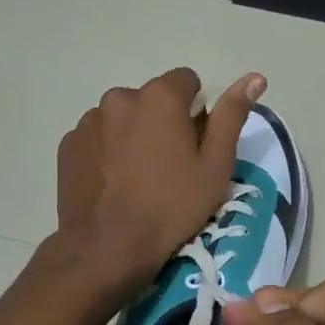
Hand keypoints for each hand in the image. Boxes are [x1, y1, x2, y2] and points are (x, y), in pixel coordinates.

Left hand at [54, 67, 264, 298]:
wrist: (109, 246)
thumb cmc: (172, 206)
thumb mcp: (215, 165)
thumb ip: (232, 115)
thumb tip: (255, 78)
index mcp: (160, 96)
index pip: (187, 82)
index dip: (197, 112)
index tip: (195, 146)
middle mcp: (120, 97)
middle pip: (153, 100)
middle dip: (163, 122)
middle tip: (170, 167)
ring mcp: (89, 120)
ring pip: (123, 118)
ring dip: (134, 135)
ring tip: (139, 178)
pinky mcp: (69, 144)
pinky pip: (98, 138)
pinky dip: (108, 152)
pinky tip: (114, 184)